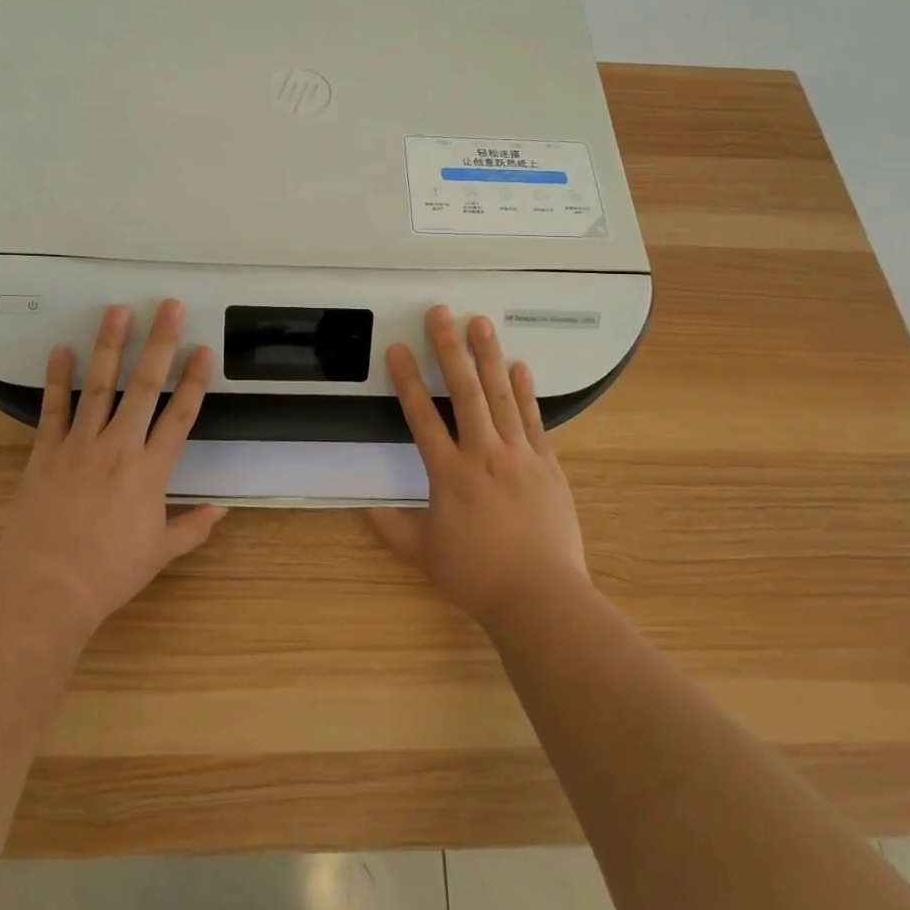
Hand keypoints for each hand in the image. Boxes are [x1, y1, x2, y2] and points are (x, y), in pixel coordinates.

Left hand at [0, 300, 227, 645]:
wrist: (46, 591)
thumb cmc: (109, 574)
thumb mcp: (160, 553)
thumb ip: (193, 527)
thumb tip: (222, 510)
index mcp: (150, 471)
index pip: (181, 416)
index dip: (195, 381)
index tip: (204, 349)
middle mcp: (118, 448)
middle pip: (144, 387)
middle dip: (159, 344)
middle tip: (168, 307)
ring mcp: (79, 446)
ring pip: (99, 387)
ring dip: (109, 346)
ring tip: (117, 311)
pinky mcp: (45, 453)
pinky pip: (53, 409)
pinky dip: (57, 379)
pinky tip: (61, 350)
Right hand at [369, 306, 588, 630]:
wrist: (541, 596)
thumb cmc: (477, 575)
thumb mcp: (424, 554)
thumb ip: (391, 527)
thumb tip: (362, 507)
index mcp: (448, 474)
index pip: (421, 417)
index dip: (407, 380)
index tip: (397, 349)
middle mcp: (483, 454)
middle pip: (464, 392)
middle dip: (449, 349)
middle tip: (441, 313)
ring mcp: (519, 455)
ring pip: (500, 396)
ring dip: (488, 356)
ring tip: (480, 323)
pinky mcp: (547, 464)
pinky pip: (533, 419)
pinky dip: (525, 391)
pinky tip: (520, 366)